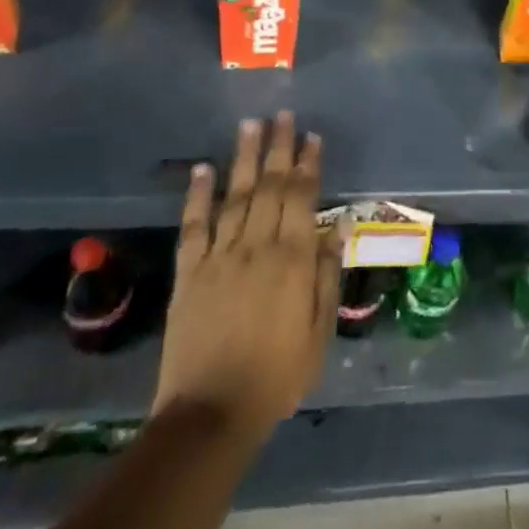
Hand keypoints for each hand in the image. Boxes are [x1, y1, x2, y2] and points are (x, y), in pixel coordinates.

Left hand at [152, 113, 341, 438]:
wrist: (211, 414)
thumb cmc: (277, 375)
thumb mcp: (319, 331)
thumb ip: (327, 275)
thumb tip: (339, 226)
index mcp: (293, 259)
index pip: (303, 198)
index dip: (308, 164)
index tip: (312, 136)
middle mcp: (257, 246)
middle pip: (271, 186)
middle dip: (279, 147)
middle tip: (283, 115)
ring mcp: (220, 257)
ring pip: (236, 195)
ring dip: (245, 158)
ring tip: (250, 125)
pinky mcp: (189, 273)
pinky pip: (194, 226)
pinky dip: (198, 195)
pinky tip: (203, 169)